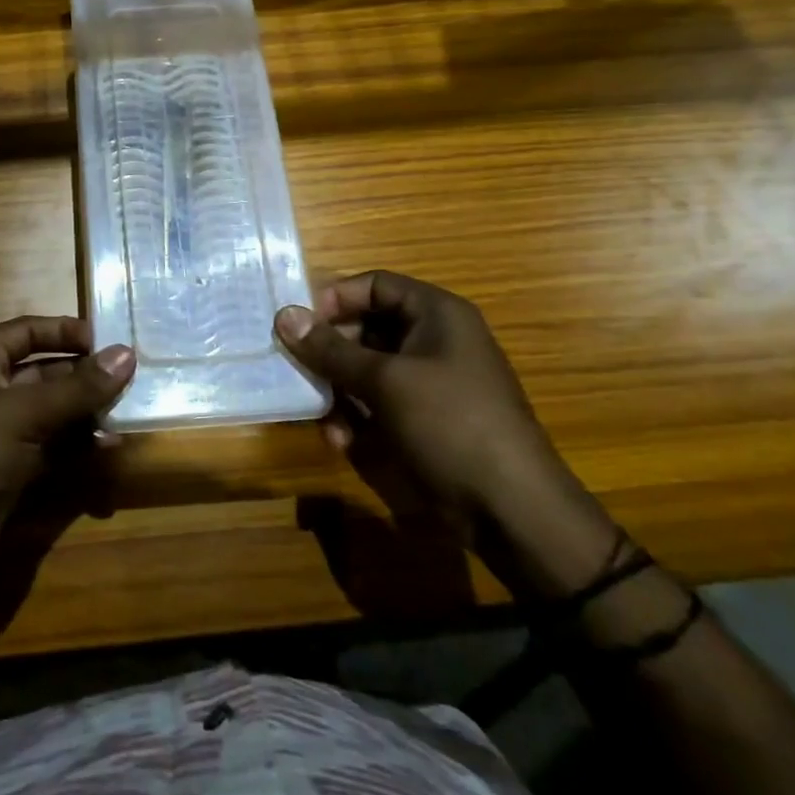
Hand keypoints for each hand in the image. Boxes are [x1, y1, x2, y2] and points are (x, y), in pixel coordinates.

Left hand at [0, 316, 134, 585]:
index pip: (29, 331)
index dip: (69, 332)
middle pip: (44, 372)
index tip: (114, 342)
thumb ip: (79, 387)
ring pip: (51, 412)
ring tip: (128, 416)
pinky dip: (77, 447)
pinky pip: (49, 447)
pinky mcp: (7, 469)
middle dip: (85, 378)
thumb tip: (127, 354)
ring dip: (86, 414)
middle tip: (134, 381)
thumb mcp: (24, 413)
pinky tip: (108, 449)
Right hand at [275, 272, 579, 529]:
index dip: (336, 298)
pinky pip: (379, 403)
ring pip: (367, 369)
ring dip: (339, 390)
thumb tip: (284, 316)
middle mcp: (433, 341)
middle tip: (297, 369)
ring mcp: (430, 382)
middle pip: (367, 327)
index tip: (300, 323)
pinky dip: (357, 417)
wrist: (510, 508)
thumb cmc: (449, 423)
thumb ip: (331, 349)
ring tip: (322, 416)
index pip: (376, 285)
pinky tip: (343, 442)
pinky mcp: (424, 419)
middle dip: (331, 352)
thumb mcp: (384, 381)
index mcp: (437, 314)